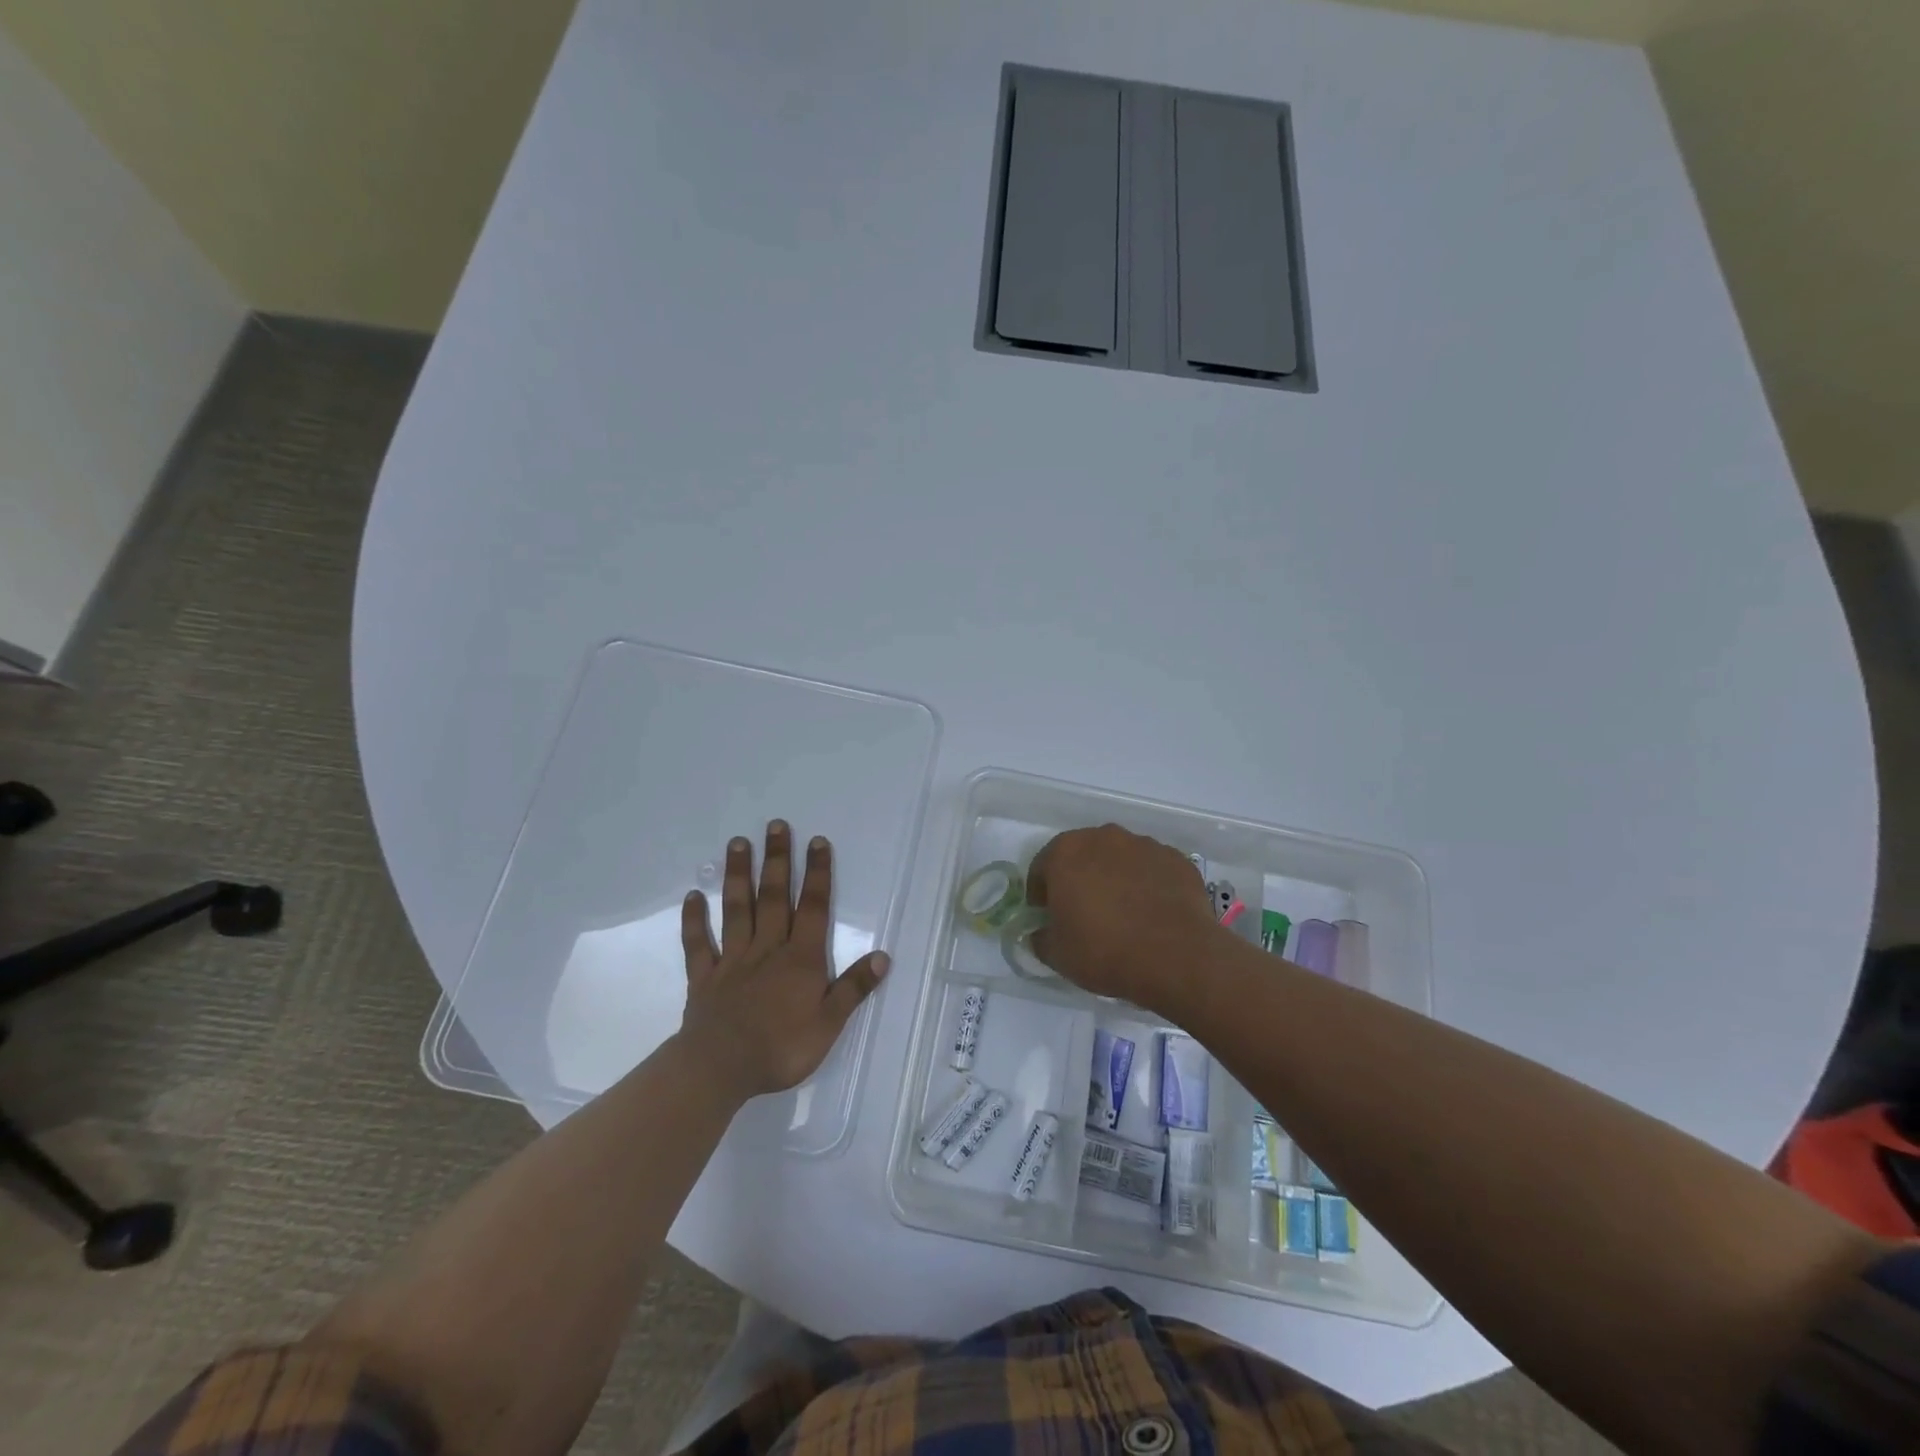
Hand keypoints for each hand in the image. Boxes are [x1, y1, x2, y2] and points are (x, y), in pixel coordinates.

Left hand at [676, 821, 888, 1100]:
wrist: (720, 1069)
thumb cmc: (781, 1048)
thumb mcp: (829, 1024)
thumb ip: (854, 988)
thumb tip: (883, 956)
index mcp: (800, 959)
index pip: (813, 908)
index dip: (817, 874)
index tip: (817, 842)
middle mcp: (767, 949)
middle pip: (774, 897)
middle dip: (777, 860)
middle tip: (776, 825)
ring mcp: (732, 960)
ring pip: (737, 910)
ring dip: (738, 876)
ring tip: (738, 843)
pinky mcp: (705, 977)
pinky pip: (698, 944)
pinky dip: (695, 920)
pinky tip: (694, 896)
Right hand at [1028, 824, 1219, 1012]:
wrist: (1176, 957)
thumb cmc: (1104, 951)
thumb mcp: (1057, 955)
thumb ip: (1041, 938)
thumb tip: (1043, 932)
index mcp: (1066, 852)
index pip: (1041, 868)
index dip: (1041, 894)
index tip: (1048, 916)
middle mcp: (1103, 837)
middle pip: (1081, 855)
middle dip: (1078, 879)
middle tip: (1084, 913)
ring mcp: (1144, 845)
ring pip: (1118, 859)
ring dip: (1114, 878)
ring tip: (1123, 914)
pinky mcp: (1175, 859)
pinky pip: (1151, 869)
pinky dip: (1147, 884)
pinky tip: (1152, 913)